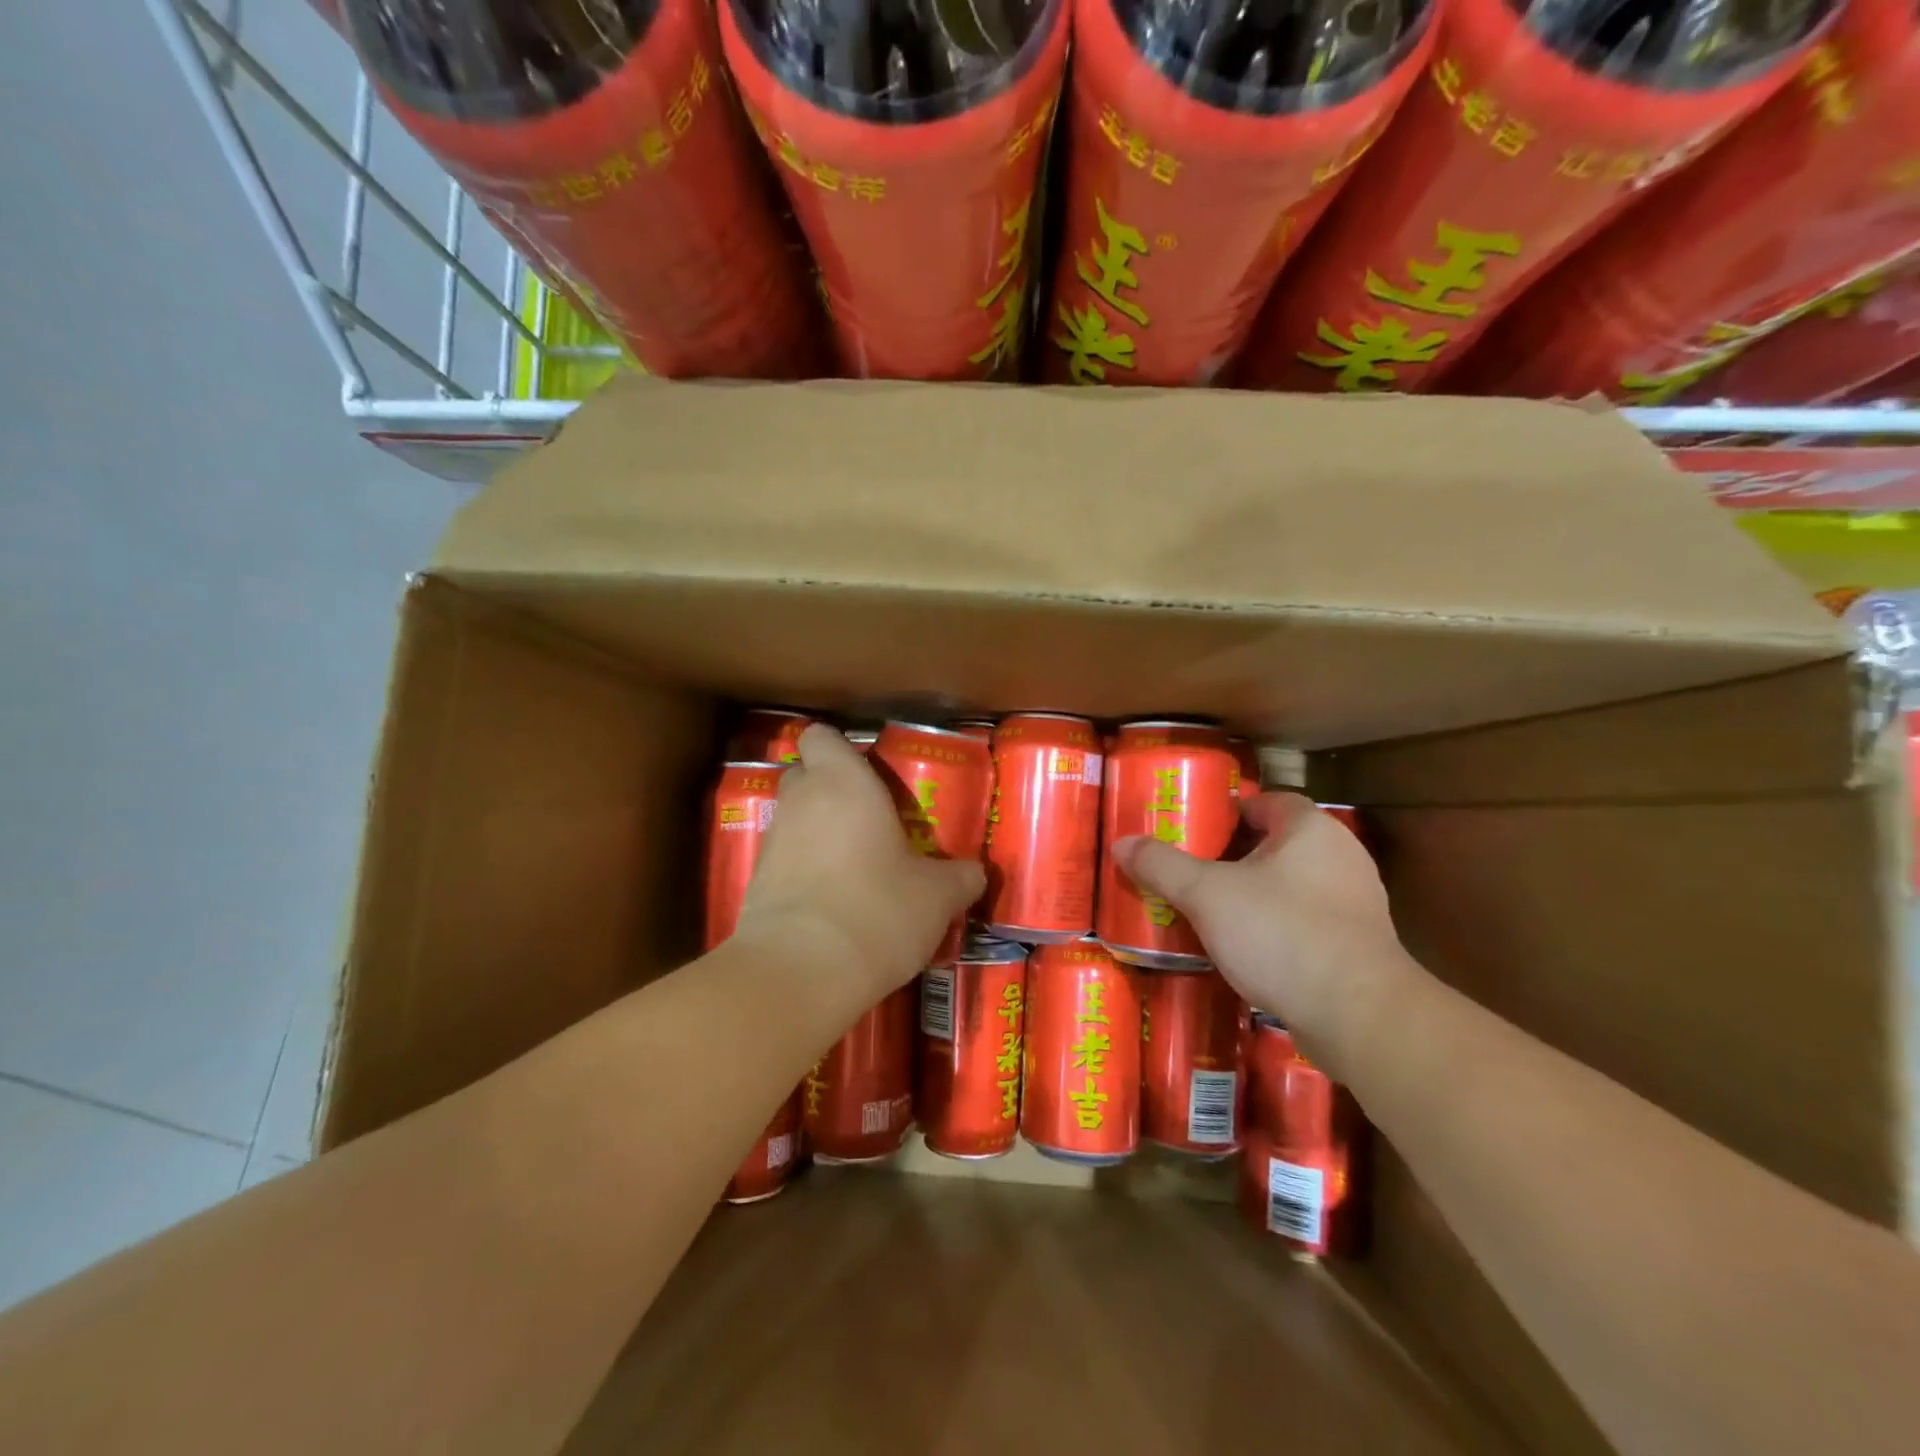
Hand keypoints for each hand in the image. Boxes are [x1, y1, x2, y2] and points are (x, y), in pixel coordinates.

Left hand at [734, 725, 983, 1011]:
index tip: (868, 773)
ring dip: (818, 834)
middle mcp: (800, 802)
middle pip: (804, 775)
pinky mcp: (755, 885)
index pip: (821, 736)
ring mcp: (771, 843)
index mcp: (843, 782)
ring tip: (856, 867)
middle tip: (870, 819)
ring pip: (794, 820)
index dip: (840, 749)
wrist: (800, 972)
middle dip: (830, 790)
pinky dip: (804, 872)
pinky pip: (784, 862)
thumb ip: (959, 877)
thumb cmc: (877, 909)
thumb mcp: (937, 896)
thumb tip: (974, 873)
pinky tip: (833, 904)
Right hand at [1113, 794, 1406, 1070]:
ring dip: (1254, 895)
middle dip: (1234, 857)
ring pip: (1291, 885)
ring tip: (1210, 912)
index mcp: (1310, 829)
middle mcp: (1341, 856)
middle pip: (1276, 844)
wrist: (1358, 1016)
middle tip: (1192, 872)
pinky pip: (1306, 921)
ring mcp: (1355, 903)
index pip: (1267, 801)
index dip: (1229, 812)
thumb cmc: (1281, 935)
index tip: (1194, 832)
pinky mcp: (1357, 945)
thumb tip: (1121, 843)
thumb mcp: (1207, 895)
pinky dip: (1276, 927)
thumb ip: (1162, 866)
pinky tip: (1246, 949)